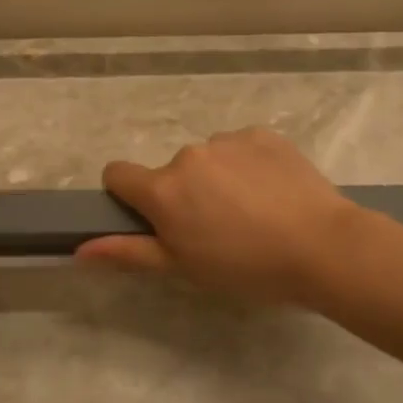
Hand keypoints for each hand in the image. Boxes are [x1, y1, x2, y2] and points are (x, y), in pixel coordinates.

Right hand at [76, 128, 359, 305]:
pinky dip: (248, 166)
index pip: (118, 174)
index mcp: (163, 189)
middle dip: (183, 194)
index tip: (154, 218)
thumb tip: (79, 250)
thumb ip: (129, 253)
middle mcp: (188, 155)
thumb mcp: (183, 268)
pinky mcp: (263, 134)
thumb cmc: (246, 267)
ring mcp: (228, 140)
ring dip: (217, 178)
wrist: (323, 247)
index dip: (128, 196)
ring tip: (253, 212)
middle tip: (219, 229)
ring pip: (208, 159)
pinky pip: (241, 147)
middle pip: (170, 171)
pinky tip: (274, 193)